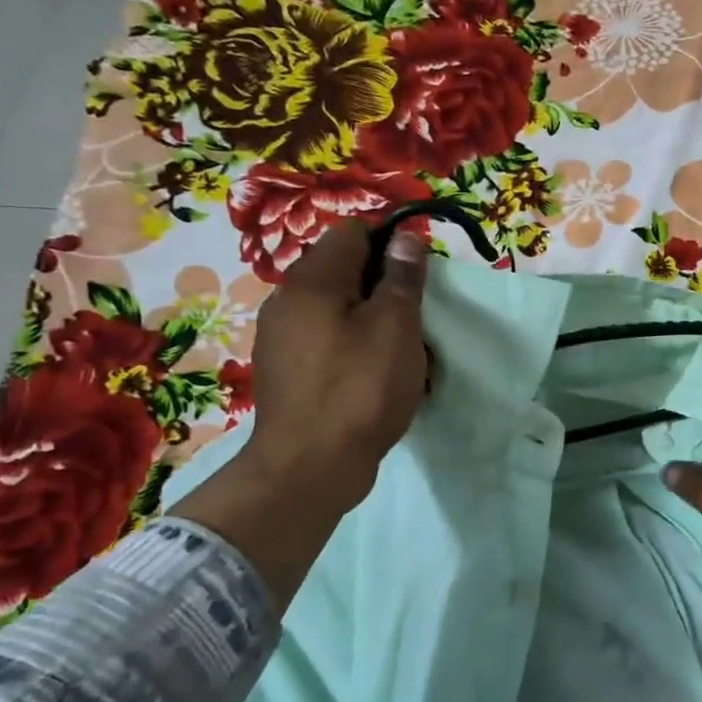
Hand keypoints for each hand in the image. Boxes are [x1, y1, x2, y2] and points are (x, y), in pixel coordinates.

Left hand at [242, 218, 429, 506]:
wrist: (309, 468)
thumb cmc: (360, 390)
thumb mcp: (395, 328)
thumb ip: (401, 278)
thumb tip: (407, 236)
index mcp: (312, 280)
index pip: (353, 233)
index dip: (392, 244)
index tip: (419, 278)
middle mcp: (288, 300)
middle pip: (344, 271)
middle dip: (384, 287)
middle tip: (415, 321)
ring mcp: (282, 338)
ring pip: (337, 309)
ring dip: (371, 320)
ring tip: (400, 354)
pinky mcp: (287, 371)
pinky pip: (327, 341)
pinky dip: (354, 348)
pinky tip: (374, 377)